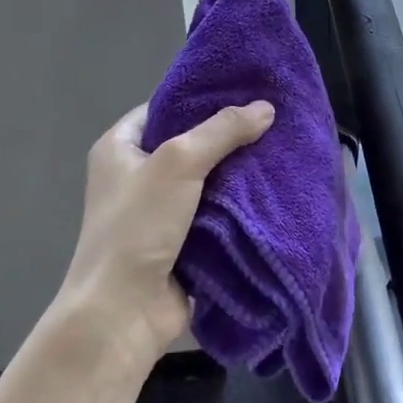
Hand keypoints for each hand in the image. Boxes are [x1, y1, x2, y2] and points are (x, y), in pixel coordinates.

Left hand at [56, 100, 275, 374]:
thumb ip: (221, 131)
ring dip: (239, 175)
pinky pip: (216, 215)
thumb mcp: (177, 164)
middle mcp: (136, 176)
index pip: (164, 109)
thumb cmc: (138, 227)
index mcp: (119, 149)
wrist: (123, 312)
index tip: (245, 90)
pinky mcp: (182, 243)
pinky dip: (240, 208)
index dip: (201, 99)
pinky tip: (274, 192)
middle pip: (190, 145)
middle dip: (229, 137)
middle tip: (274, 121)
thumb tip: (266, 107)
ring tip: (283, 151)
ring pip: (208, 182)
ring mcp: (159, 213)